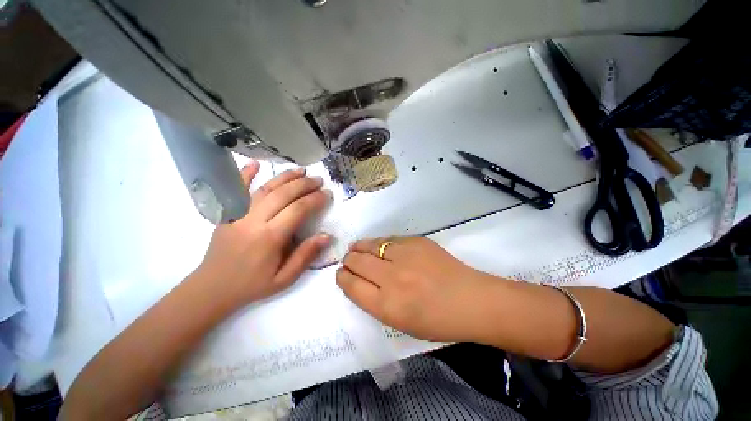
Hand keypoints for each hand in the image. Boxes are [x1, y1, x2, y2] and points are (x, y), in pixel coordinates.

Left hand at [197, 160, 331, 310]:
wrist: (212, 288)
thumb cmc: (253, 284)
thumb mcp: (285, 278)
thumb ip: (306, 255)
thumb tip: (327, 235)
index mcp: (270, 237)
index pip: (298, 210)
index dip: (315, 200)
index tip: (327, 195)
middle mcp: (254, 221)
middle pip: (283, 194)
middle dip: (304, 185)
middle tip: (319, 180)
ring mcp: (238, 214)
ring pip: (265, 188)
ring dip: (285, 177)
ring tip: (302, 171)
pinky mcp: (227, 213)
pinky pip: (236, 189)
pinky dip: (245, 174)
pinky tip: (256, 163)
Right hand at [336, 236, 492, 342]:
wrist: (470, 300)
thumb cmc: (437, 320)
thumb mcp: (400, 323)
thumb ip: (376, 302)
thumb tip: (359, 281)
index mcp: (387, 305)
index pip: (352, 285)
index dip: (342, 277)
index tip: (341, 273)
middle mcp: (392, 278)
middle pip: (357, 262)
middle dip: (348, 260)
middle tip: (348, 260)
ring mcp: (405, 256)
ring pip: (370, 245)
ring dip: (359, 247)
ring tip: (356, 248)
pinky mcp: (416, 241)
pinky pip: (389, 239)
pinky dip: (379, 243)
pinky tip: (378, 245)